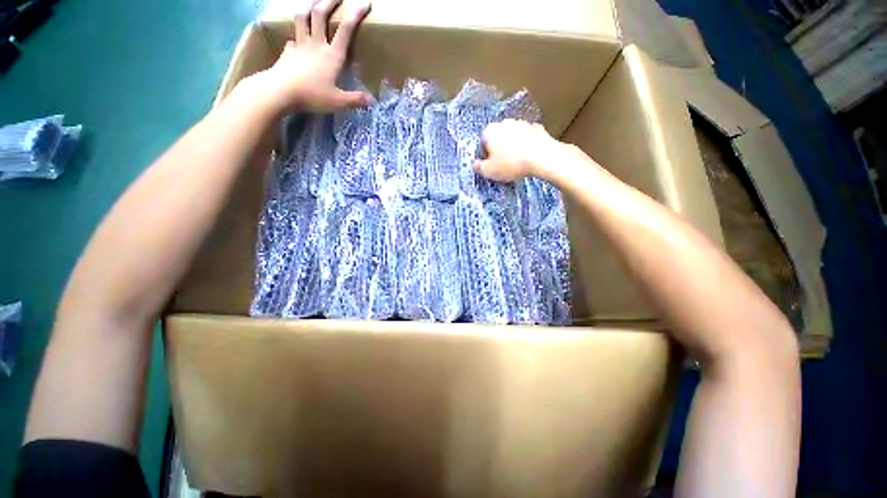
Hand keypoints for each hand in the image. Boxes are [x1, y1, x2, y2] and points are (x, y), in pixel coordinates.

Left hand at [252, 0, 372, 112]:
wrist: (281, 91)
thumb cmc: (312, 95)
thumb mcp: (338, 102)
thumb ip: (356, 100)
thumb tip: (372, 101)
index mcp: (332, 55)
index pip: (346, 29)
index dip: (356, 14)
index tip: (364, 3)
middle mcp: (316, 44)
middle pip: (320, 14)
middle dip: (329, 1)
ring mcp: (300, 45)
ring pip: (302, 17)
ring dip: (308, 6)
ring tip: (313, 3)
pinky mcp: (288, 52)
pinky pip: (292, 39)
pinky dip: (296, 37)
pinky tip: (297, 41)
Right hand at [475, 119, 570, 181]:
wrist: (542, 157)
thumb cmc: (511, 164)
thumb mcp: (489, 171)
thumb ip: (479, 167)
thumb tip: (476, 164)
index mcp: (490, 131)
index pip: (482, 143)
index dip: (485, 156)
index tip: (491, 165)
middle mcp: (504, 123)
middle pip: (497, 138)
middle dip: (498, 149)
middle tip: (503, 164)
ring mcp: (521, 123)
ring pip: (512, 136)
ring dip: (512, 146)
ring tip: (517, 161)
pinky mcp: (536, 127)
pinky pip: (527, 137)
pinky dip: (526, 144)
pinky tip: (529, 155)